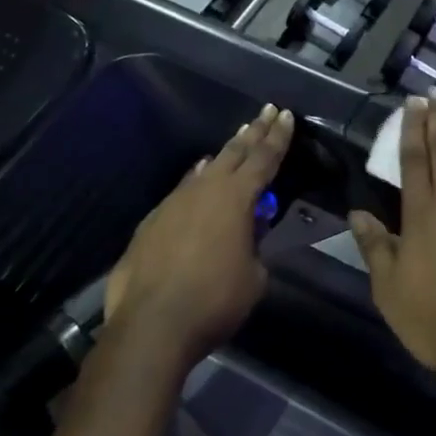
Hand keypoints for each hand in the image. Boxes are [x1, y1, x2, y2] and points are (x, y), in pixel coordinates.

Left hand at [104, 105, 292, 366]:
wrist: (152, 324)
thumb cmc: (215, 301)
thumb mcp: (254, 276)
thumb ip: (254, 246)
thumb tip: (245, 233)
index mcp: (236, 198)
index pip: (264, 159)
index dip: (277, 137)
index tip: (284, 114)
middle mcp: (204, 190)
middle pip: (234, 152)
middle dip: (253, 131)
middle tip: (266, 111)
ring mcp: (173, 203)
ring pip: (204, 171)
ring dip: (224, 157)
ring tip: (236, 142)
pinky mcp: (151, 222)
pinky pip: (183, 192)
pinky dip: (197, 183)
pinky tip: (198, 183)